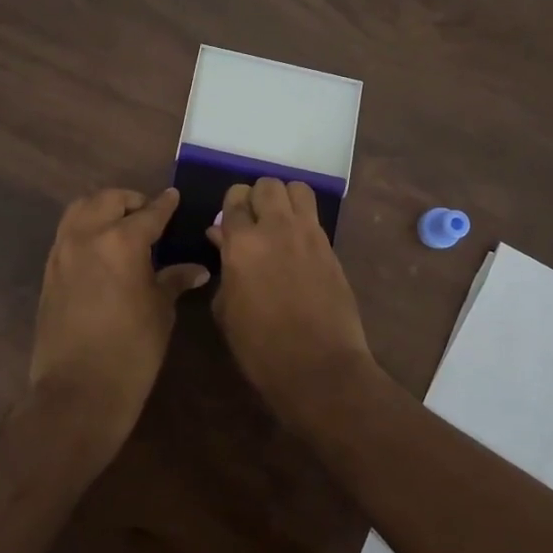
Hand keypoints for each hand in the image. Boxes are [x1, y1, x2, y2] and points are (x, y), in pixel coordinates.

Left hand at [28, 188, 208, 455]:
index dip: (165, 205)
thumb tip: (197, 269)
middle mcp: (87, 236)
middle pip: (108, 200)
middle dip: (130, 201)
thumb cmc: (132, 351)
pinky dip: (85, 228)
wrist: (78, 391)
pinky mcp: (49, 271)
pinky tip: (101, 248)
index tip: (174, 198)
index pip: (149, 212)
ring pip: (80, 209)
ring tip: (122, 225)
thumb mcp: (160, 312)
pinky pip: (67, 233)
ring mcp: (62, 252)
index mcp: (121, 242)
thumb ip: (174, 281)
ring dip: (102, 209)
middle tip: (148, 215)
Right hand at [208, 178, 374, 421]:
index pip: (234, 199)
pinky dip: (303, 221)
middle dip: (257, 197)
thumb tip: (221, 239)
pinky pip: (315, 217)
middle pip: (268, 185)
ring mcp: (309, 235)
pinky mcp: (331, 248)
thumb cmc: (260, 347)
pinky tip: (297, 245)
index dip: (230, 207)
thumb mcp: (226, 309)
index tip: (228, 224)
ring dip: (285, 199)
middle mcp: (276, 228)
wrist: (318, 367)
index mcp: (242, 243)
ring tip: (279, 224)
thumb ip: (224, 266)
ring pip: (298, 189)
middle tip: (253, 222)